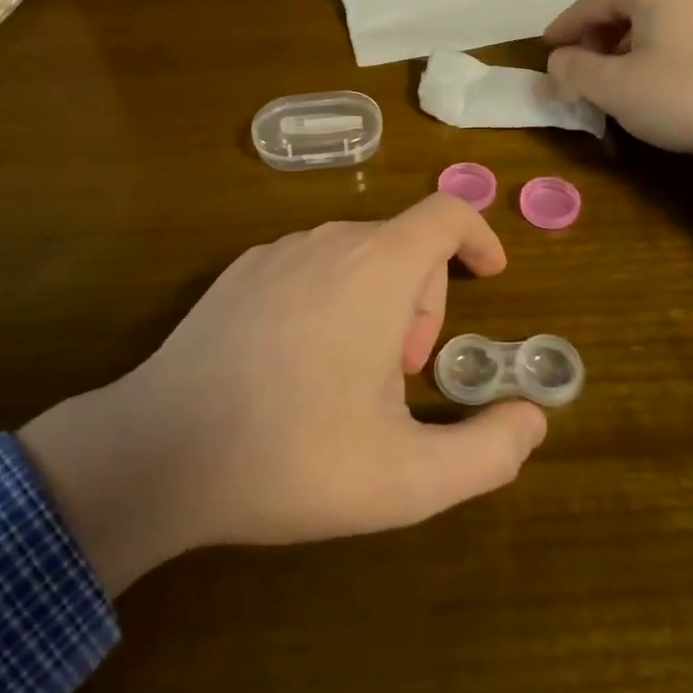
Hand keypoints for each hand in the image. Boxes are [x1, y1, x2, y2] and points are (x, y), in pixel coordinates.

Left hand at [19, 195, 547, 593]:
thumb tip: (533, 420)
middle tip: (404, 373)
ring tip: (352, 375)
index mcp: (377, 269)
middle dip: (424, 300)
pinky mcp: (237, 273)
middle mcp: (328, 241)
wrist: (159, 453)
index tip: (490, 278)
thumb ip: (488, 452)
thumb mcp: (408, 479)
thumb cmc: (293, 458)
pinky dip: (330, 297)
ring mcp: (275, 252)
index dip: (479, 236)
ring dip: (377, 301)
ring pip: (356, 254)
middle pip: (403, 243)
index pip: (447, 212)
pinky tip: (299, 363)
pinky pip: (308, 266)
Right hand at [545, 0, 692, 158]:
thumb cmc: (689, 94)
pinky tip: (653, 85)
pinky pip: (676, 36)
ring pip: (649, 25)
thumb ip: (574, 70)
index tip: (544, 51)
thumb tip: (556, 61)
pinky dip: (651, 56)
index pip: (591, 3)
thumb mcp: (616, 88)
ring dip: (621, 51)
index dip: (563, 29)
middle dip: (592, 41)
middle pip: (621, 10)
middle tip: (576, 72)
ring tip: (611, 83)